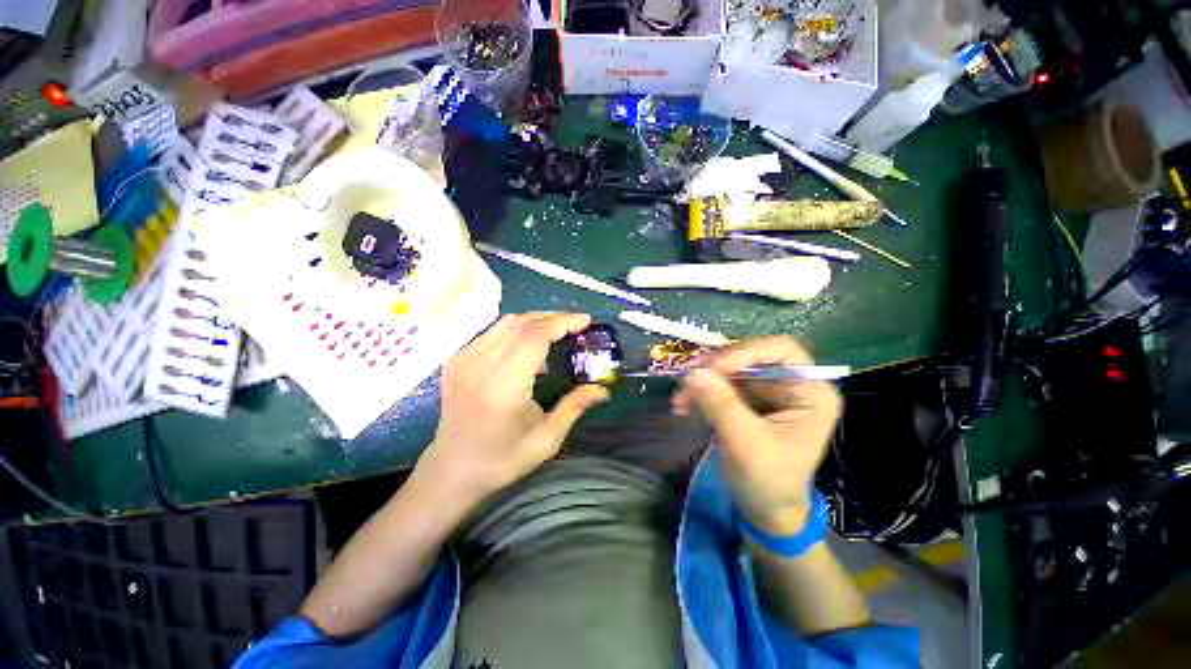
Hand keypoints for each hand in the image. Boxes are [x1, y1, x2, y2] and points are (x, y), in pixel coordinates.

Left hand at [414, 312, 608, 509]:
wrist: (451, 471)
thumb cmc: (501, 460)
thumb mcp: (546, 439)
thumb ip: (574, 406)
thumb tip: (603, 389)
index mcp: (503, 386)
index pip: (534, 336)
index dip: (563, 322)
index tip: (586, 321)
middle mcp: (479, 365)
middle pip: (521, 323)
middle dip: (553, 318)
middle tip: (576, 326)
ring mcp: (463, 360)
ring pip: (506, 323)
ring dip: (535, 322)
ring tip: (556, 334)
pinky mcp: (456, 360)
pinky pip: (492, 332)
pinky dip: (516, 331)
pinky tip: (527, 349)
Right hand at [672, 337, 841, 534]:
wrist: (765, 511)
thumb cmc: (768, 482)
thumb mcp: (746, 444)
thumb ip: (722, 405)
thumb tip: (694, 372)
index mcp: (810, 393)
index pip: (781, 350)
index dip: (746, 352)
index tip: (712, 369)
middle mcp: (792, 386)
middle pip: (750, 358)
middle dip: (716, 370)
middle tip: (687, 382)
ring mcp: (769, 393)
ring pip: (730, 370)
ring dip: (702, 382)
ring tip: (680, 400)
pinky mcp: (749, 401)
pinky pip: (721, 385)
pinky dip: (701, 392)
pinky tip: (684, 405)